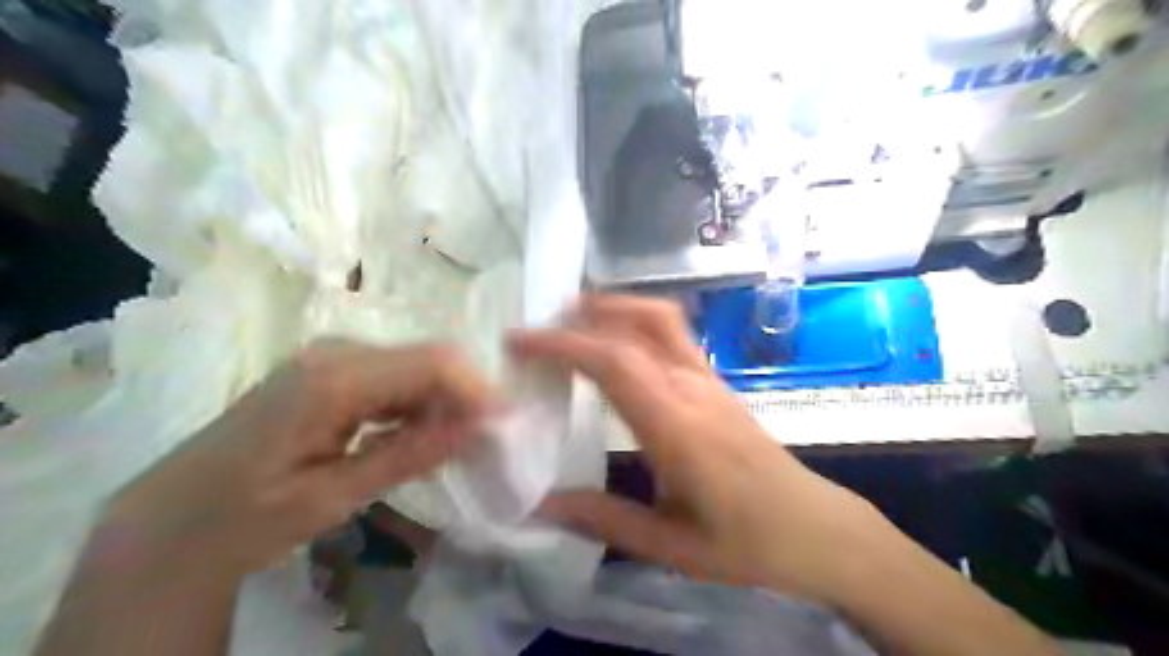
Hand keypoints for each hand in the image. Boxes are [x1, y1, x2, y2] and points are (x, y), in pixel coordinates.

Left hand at [87, 340, 496, 581]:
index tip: (506, 424)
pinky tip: (419, 437)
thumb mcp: (330, 497)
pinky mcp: (332, 370)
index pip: (432, 363)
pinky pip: (394, 377)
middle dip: (464, 397)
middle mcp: (337, 352)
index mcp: (333, 378)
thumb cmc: (244, 515)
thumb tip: (475, 427)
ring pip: (415, 367)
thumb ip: (406, 456)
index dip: (477, 388)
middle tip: (484, 443)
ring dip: (443, 403)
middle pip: (428, 360)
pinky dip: (417, 405)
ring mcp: (333, 357)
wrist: (173, 516)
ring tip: (455, 446)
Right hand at [506, 294, 898, 605]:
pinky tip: (615, 342)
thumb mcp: (670, 545)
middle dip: (580, 319)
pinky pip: (673, 334)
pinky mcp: (716, 381)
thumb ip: (604, 520)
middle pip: (635, 328)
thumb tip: (541, 504)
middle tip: (537, 330)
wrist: (814, 527)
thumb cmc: (745, 543)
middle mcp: (693, 390)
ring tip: (571, 320)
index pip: (615, 364)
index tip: (521, 342)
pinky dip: (635, 321)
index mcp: (678, 429)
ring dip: (613, 309)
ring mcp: (709, 380)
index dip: (564, 345)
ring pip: (660, 319)